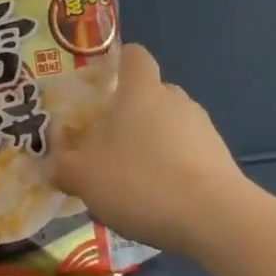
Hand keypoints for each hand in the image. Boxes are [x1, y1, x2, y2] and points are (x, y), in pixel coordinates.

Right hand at [52, 44, 247, 255]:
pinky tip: (157, 199)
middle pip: (150, 94)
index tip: (101, 84)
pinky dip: (170, 168)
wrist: (213, 218)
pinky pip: (186, 153)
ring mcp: (203, 129)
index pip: (134, 56)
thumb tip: (54, 163)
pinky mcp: (220, 158)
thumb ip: (63, 166)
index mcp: (140, 92)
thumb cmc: (140, 182)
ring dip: (150, 144)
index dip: (118, 63)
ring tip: (130, 180)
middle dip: (128, 114)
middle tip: (105, 145)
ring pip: (169, 126)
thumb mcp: (83, 177)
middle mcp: (175, 100)